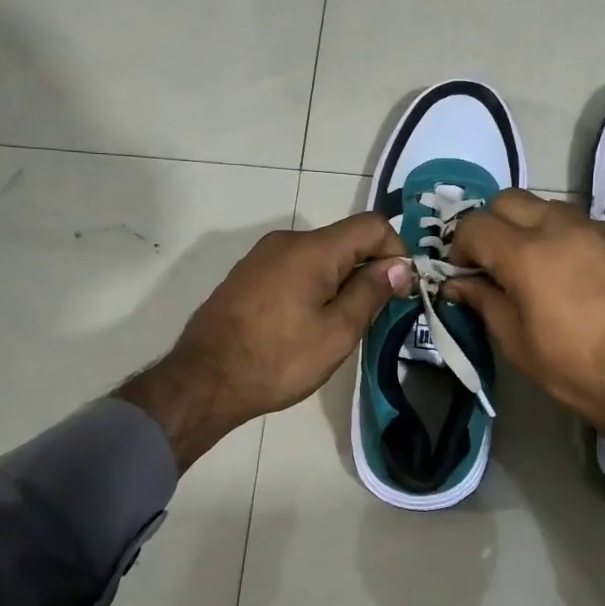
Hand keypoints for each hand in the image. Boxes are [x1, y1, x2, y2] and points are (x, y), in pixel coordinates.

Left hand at [119, 214, 411, 469]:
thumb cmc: (278, 360)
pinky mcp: (247, 276)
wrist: (204, 380)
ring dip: (340, 282)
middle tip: (374, 316)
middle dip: (368, 270)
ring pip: (319, 257)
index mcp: (313, 249)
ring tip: (339, 326)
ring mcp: (262, 257)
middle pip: (345, 240)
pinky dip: (313, 287)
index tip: (400, 291)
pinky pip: (294, 270)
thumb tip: (400, 265)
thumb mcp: (337, 332)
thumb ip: (371, 292)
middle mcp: (287, 241)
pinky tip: (305, 325)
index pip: (372, 225)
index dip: (396, 251)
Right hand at [444, 191, 604, 491]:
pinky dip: (559, 235)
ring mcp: (595, 229)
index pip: (474, 225)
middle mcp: (560, 228)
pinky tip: (567, 273)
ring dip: (525, 226)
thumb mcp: (518, 343)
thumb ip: (484, 302)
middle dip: (490, 226)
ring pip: (545, 205)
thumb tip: (457, 283)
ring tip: (530, 267)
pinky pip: (577, 222)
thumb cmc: (578, 371)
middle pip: (507, 200)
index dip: (458, 246)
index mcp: (527, 255)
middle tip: (491, 263)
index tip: (462, 273)